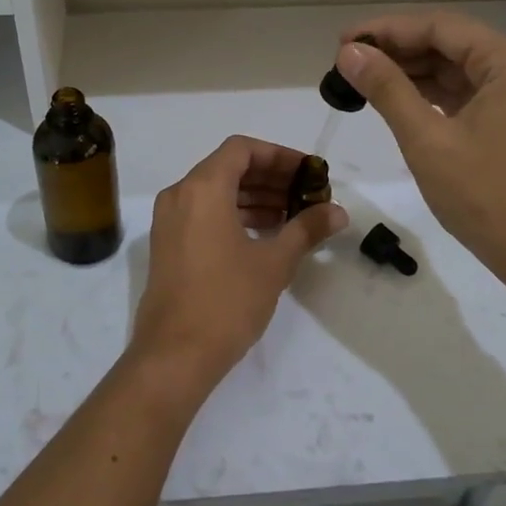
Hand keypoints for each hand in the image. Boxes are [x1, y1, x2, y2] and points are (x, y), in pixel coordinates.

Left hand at [127, 136, 346, 401]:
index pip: (242, 150)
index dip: (279, 156)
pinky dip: (234, 215)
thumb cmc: (227, 300)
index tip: (308, 172)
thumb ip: (306, 229)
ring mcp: (169, 221)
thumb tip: (338, 212)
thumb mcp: (274, 263)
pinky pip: (204, 214)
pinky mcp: (168, 245)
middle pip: (228, 168)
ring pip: (216, 192)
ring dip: (254, 198)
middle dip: (270, 178)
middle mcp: (180, 195)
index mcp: (202, 188)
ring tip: (292, 215)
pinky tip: (265, 235)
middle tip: (307, 194)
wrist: (174, 354)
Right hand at [335, 12, 505, 294]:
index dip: (387, 30)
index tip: (342, 42)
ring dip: (411, 74)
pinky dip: (431, 96)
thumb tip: (350, 52)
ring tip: (362, 80)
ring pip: (457, 71)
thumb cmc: (488, 197)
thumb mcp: (428, 140)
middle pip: (450, 45)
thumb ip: (387, 89)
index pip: (440, 27)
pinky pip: (467, 96)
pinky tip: (397, 101)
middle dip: (397, 51)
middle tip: (346, 63)